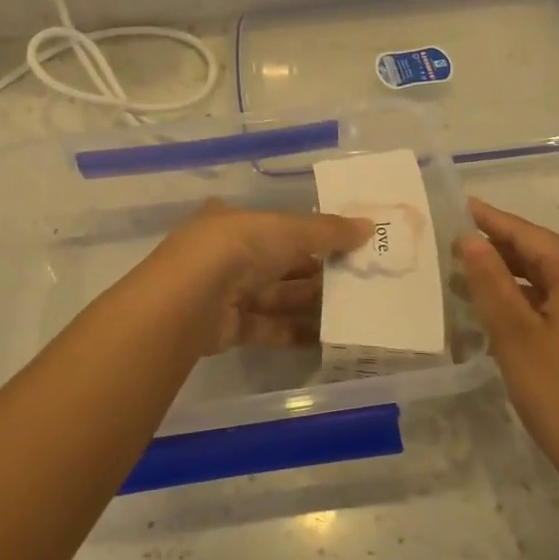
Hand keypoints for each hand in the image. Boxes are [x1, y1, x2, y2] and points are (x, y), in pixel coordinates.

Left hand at [144, 201, 371, 355]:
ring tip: (351, 310)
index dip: (312, 234)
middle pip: (279, 263)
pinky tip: (326, 337)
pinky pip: (267, 327)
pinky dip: (294, 332)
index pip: (279, 226)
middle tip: (357, 280)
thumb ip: (328, 231)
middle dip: (316, 271)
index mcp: (235, 222)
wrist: (189, 300)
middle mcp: (227, 254)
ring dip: (309, 303)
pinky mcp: (227, 328)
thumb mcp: (289, 230)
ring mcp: (224, 292)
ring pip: (275, 296)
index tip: (347, 244)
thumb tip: (369, 226)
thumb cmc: (239, 248)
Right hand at [456, 198, 558, 491]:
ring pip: (549, 280)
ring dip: (511, 275)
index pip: (530, 235)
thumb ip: (490, 282)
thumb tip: (470, 240)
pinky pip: (558, 302)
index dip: (493, 220)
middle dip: (500, 247)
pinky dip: (527, 299)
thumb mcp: (515, 333)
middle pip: (542, 254)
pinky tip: (499, 308)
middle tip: (454, 241)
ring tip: (467, 271)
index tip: (461, 204)